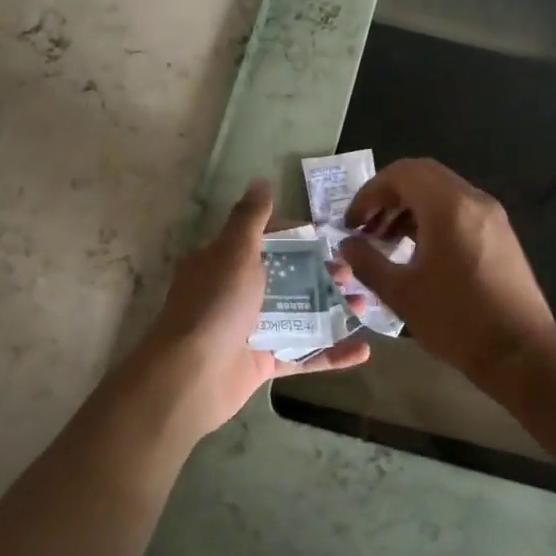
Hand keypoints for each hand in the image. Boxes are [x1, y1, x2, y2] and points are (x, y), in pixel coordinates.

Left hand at [124, 178, 368, 440]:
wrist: (191, 375)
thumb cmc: (216, 304)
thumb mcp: (234, 250)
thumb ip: (251, 217)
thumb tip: (260, 180)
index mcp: (225, 263)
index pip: (266, 241)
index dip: (298, 238)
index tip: (329, 238)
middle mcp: (237, 293)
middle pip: (288, 278)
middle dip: (322, 274)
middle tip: (351, 274)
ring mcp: (251, 330)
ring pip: (300, 315)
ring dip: (333, 309)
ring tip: (364, 304)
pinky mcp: (263, 363)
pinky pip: (303, 355)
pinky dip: (332, 353)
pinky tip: (363, 349)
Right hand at [341, 158, 555, 389]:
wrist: (521, 352)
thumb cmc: (456, 321)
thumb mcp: (401, 293)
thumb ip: (367, 262)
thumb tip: (346, 244)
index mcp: (448, 207)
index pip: (401, 174)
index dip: (369, 194)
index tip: (351, 224)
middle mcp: (473, 200)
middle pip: (422, 175)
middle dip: (388, 196)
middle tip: (366, 227)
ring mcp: (491, 215)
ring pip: (441, 191)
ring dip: (409, 207)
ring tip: (385, 241)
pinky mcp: (500, 233)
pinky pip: (459, 209)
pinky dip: (431, 217)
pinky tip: (416, 251)